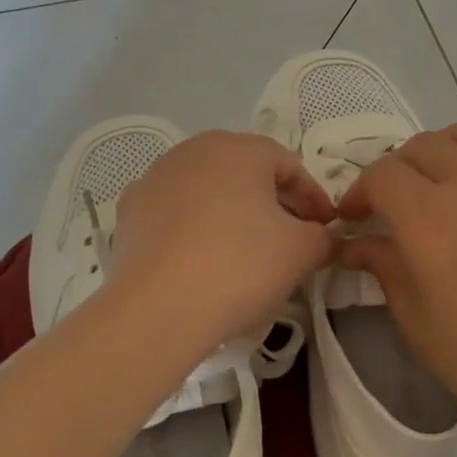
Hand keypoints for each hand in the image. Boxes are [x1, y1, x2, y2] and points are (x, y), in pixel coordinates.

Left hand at [109, 130, 337, 350]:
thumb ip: (324, 237)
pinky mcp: (130, 211)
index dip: (314, 198)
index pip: (289, 165)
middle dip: (273, 201)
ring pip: (207, 189)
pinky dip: (193, 226)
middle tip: (291, 237)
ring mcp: (155, 177)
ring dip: (231, 211)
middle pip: (245, 171)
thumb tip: (325, 237)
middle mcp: (194, 150)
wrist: (158, 308)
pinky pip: (174, 211)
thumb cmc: (240, 266)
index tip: (326, 230)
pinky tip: (200, 256)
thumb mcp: (301, 252)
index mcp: (239, 148)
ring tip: (245, 249)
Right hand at [337, 116, 456, 446]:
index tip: (356, 218)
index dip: (360, 192)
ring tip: (442, 175)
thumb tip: (353, 242)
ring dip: (444, 146)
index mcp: (429, 219)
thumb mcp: (412, 316)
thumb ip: (381, 264)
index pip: (382, 175)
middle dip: (396, 170)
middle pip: (422, 146)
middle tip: (394, 204)